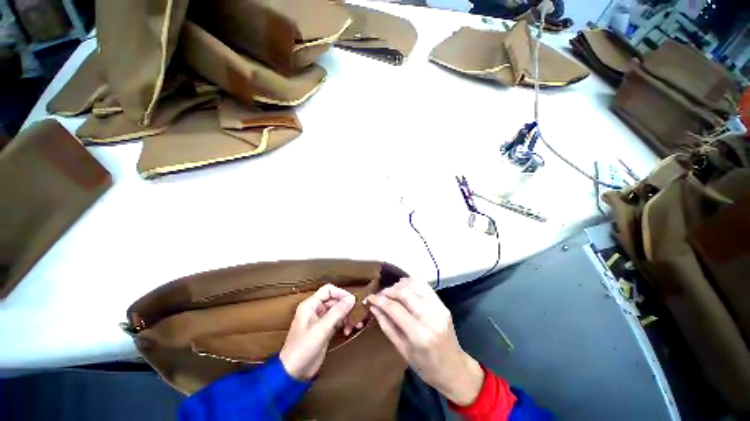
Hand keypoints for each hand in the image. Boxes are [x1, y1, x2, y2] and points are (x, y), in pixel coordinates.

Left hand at [280, 284, 355, 380]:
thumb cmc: (302, 348)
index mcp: (310, 305)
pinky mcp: (325, 330)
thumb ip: (337, 312)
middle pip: (335, 300)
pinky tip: (348, 331)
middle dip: (346, 307)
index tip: (352, 300)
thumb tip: (352, 298)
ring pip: (338, 311)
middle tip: (357, 314)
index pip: (328, 290)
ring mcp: (320, 320)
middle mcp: (316, 310)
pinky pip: (338, 321)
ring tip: (355, 325)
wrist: (293, 373)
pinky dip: (344, 324)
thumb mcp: (321, 329)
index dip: (341, 293)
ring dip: (347, 316)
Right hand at [366, 278, 483, 405]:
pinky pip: (425, 286)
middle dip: (389, 290)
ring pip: (415, 285)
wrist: (455, 369)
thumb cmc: (426, 366)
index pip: (395, 309)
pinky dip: (412, 282)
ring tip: (391, 291)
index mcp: (419, 335)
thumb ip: (387, 326)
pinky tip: (404, 286)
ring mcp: (439, 309)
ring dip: (399, 284)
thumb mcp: (402, 350)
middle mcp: (431, 318)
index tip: (369, 297)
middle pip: (405, 293)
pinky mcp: (443, 304)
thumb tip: (373, 307)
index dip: (379, 300)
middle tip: (380, 295)